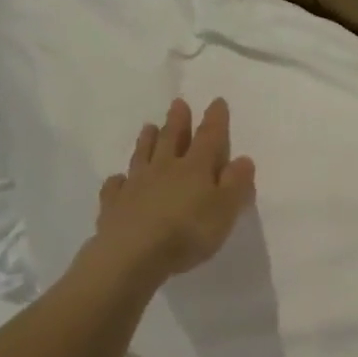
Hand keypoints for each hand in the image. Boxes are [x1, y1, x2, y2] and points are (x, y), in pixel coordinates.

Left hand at [93, 97, 255, 278]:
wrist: (132, 254)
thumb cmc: (188, 232)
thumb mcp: (225, 210)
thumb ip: (236, 183)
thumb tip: (243, 158)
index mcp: (196, 168)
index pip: (209, 137)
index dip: (215, 119)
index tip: (217, 101)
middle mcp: (165, 168)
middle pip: (172, 138)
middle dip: (178, 120)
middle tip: (178, 103)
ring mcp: (136, 184)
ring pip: (143, 155)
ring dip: (147, 140)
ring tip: (149, 127)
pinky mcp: (114, 204)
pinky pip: (116, 186)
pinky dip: (119, 179)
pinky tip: (119, 178)